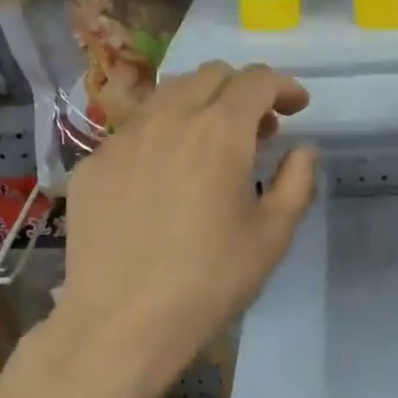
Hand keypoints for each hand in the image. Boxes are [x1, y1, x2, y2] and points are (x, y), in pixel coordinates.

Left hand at [57, 62, 318, 393]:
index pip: (256, 80)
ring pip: (167, 96)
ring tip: (211, 146)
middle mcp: (168, 119)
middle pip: (210, 75)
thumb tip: (304, 150)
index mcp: (219, 131)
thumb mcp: (272, 236)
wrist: (122, 322)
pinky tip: (163, 178)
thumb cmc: (209, 281)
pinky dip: (161, 137)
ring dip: (200, 106)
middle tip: (258, 129)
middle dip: (242, 90)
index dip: (283, 86)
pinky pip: (134, 132)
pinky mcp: (92, 164)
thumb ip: (297, 182)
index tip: (297, 107)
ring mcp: (122, 138)